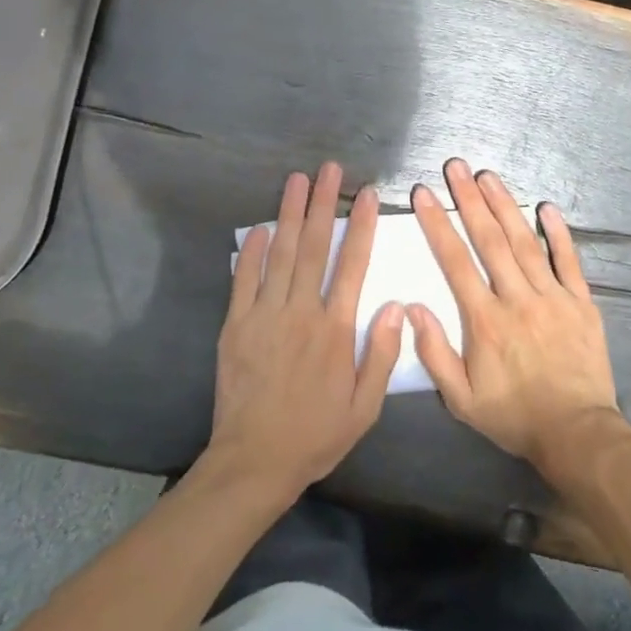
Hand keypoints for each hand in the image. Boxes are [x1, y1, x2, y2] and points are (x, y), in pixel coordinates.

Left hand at [207, 162, 404, 501]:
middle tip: (328, 169)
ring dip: (289, 213)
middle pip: (314, 246)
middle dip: (322, 203)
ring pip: (280, 254)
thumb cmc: (316, 434)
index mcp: (335, 329)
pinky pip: (244, 279)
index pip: (352, 264)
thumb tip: (394, 305)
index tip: (366, 194)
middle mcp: (301, 311)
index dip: (361, 225)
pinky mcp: (236, 325)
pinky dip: (252, 251)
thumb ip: (380, 354)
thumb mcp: (364, 407)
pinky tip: (259, 227)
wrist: (254, 461)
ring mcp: (264, 315)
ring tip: (296, 180)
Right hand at [408, 159, 619, 473]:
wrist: (577, 433)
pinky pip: (569, 260)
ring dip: (505, 205)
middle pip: (489, 239)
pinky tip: (546, 206)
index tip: (424, 193)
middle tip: (456, 166)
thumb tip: (410, 307)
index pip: (455, 261)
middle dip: (469, 199)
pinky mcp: (581, 302)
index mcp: (484, 319)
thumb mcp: (462, 399)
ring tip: (488, 175)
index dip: (437, 223)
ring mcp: (552, 296)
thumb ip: (434, 352)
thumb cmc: (514, 415)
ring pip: (524, 241)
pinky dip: (558, 232)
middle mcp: (516, 298)